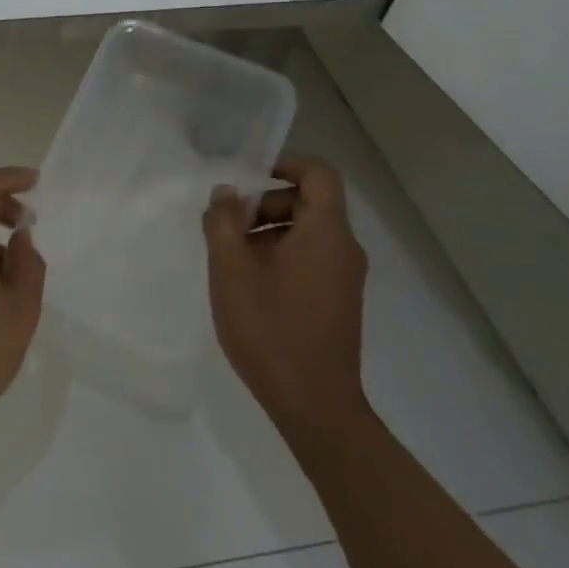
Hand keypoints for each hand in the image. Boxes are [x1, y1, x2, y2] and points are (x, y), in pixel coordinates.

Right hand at [203, 157, 370, 452]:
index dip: (284, 163)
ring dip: (268, 231)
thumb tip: (225, 193)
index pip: (318, 173)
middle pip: (309, 201)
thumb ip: (223, 222)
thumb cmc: (270, 329)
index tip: (246, 177)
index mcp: (326, 233)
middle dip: (265, 203)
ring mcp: (345, 277)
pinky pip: (311, 258)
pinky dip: (281, 255)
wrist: (313, 404)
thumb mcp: (231, 270)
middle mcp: (344, 249)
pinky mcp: (338, 300)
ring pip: (307, 232)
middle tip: (227, 226)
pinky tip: (249, 284)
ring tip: (231, 258)